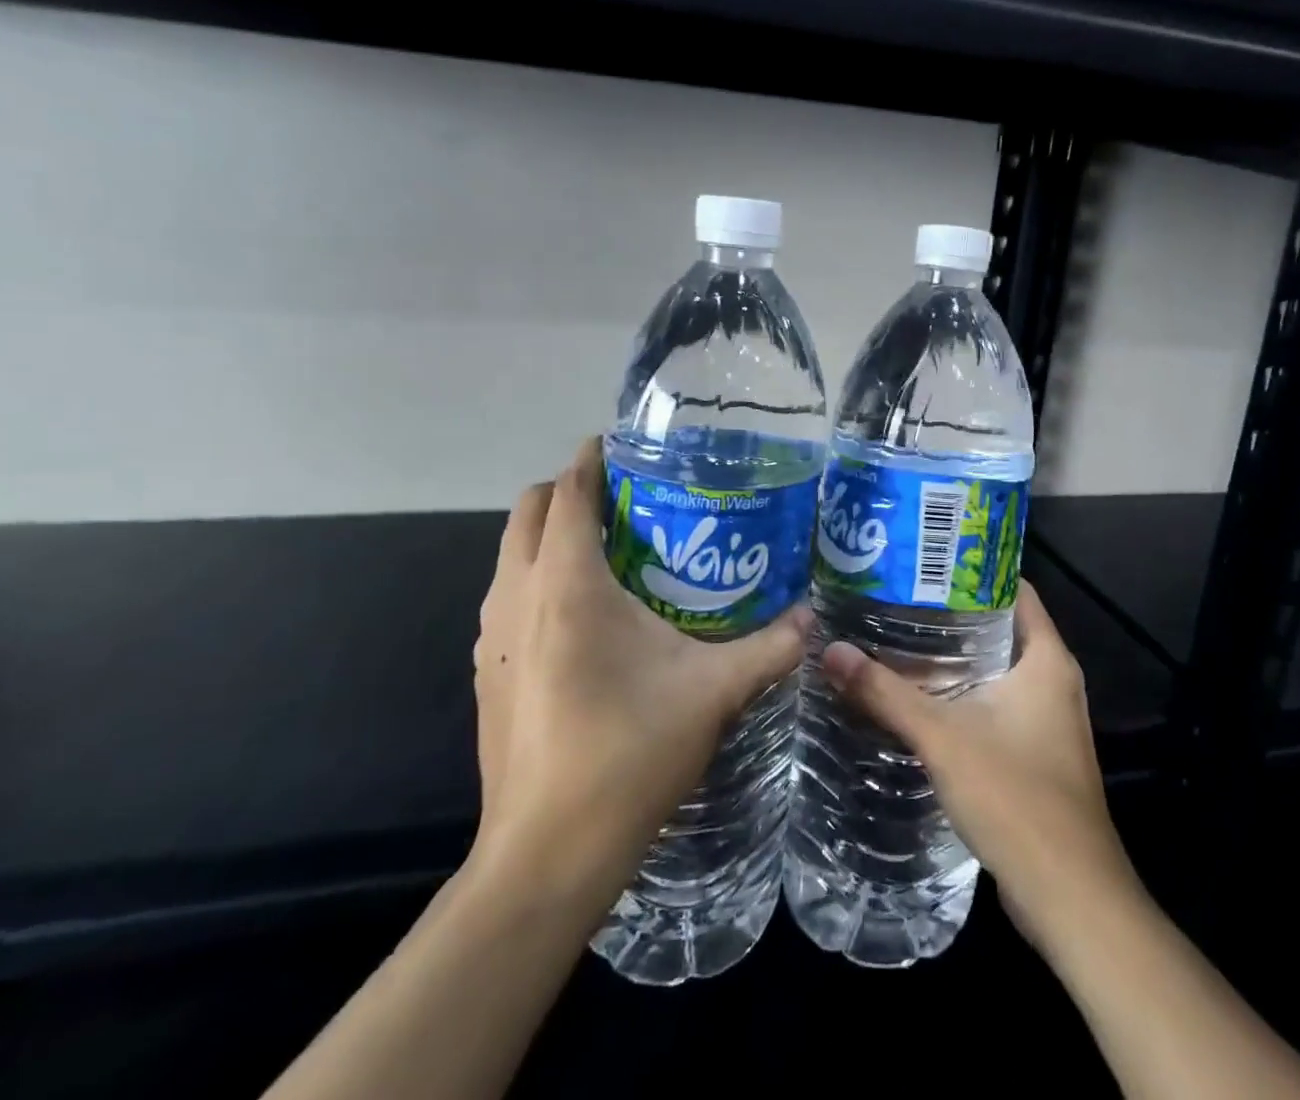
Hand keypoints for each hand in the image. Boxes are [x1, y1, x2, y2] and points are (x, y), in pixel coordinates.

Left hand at [466, 439, 808, 912]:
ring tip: (609, 547)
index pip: (568, 492)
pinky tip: (584, 616)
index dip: (592, 458)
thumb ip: (770, 648)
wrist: (546, 856)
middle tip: (625, 496)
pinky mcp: (485, 671)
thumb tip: (814, 620)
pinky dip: (537, 577)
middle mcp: (518, 597)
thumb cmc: (627, 755)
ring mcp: (492, 637)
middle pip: (527, 510)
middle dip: (568, 489)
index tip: (625, 443)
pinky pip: (507, 595)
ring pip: (511, 553)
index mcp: (568, 586)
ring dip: (549, 535)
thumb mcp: (712, 693)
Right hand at [818, 582, 1133, 951]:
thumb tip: (831, 649)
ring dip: (956, 654)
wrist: (1070, 898)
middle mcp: (1055, 680)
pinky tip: (922, 696)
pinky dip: (964, 691)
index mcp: (1047, 659)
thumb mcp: (941, 737)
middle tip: (898, 596)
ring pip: (998, 668)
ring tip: (899, 636)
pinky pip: (998, 702)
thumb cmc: (1015, 797)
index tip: (925, 558)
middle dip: (952, 611)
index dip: (972, 568)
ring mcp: (1050, 719)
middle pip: (1002, 626)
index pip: (1014, 588)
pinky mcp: (1038, 752)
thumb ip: (885, 692)